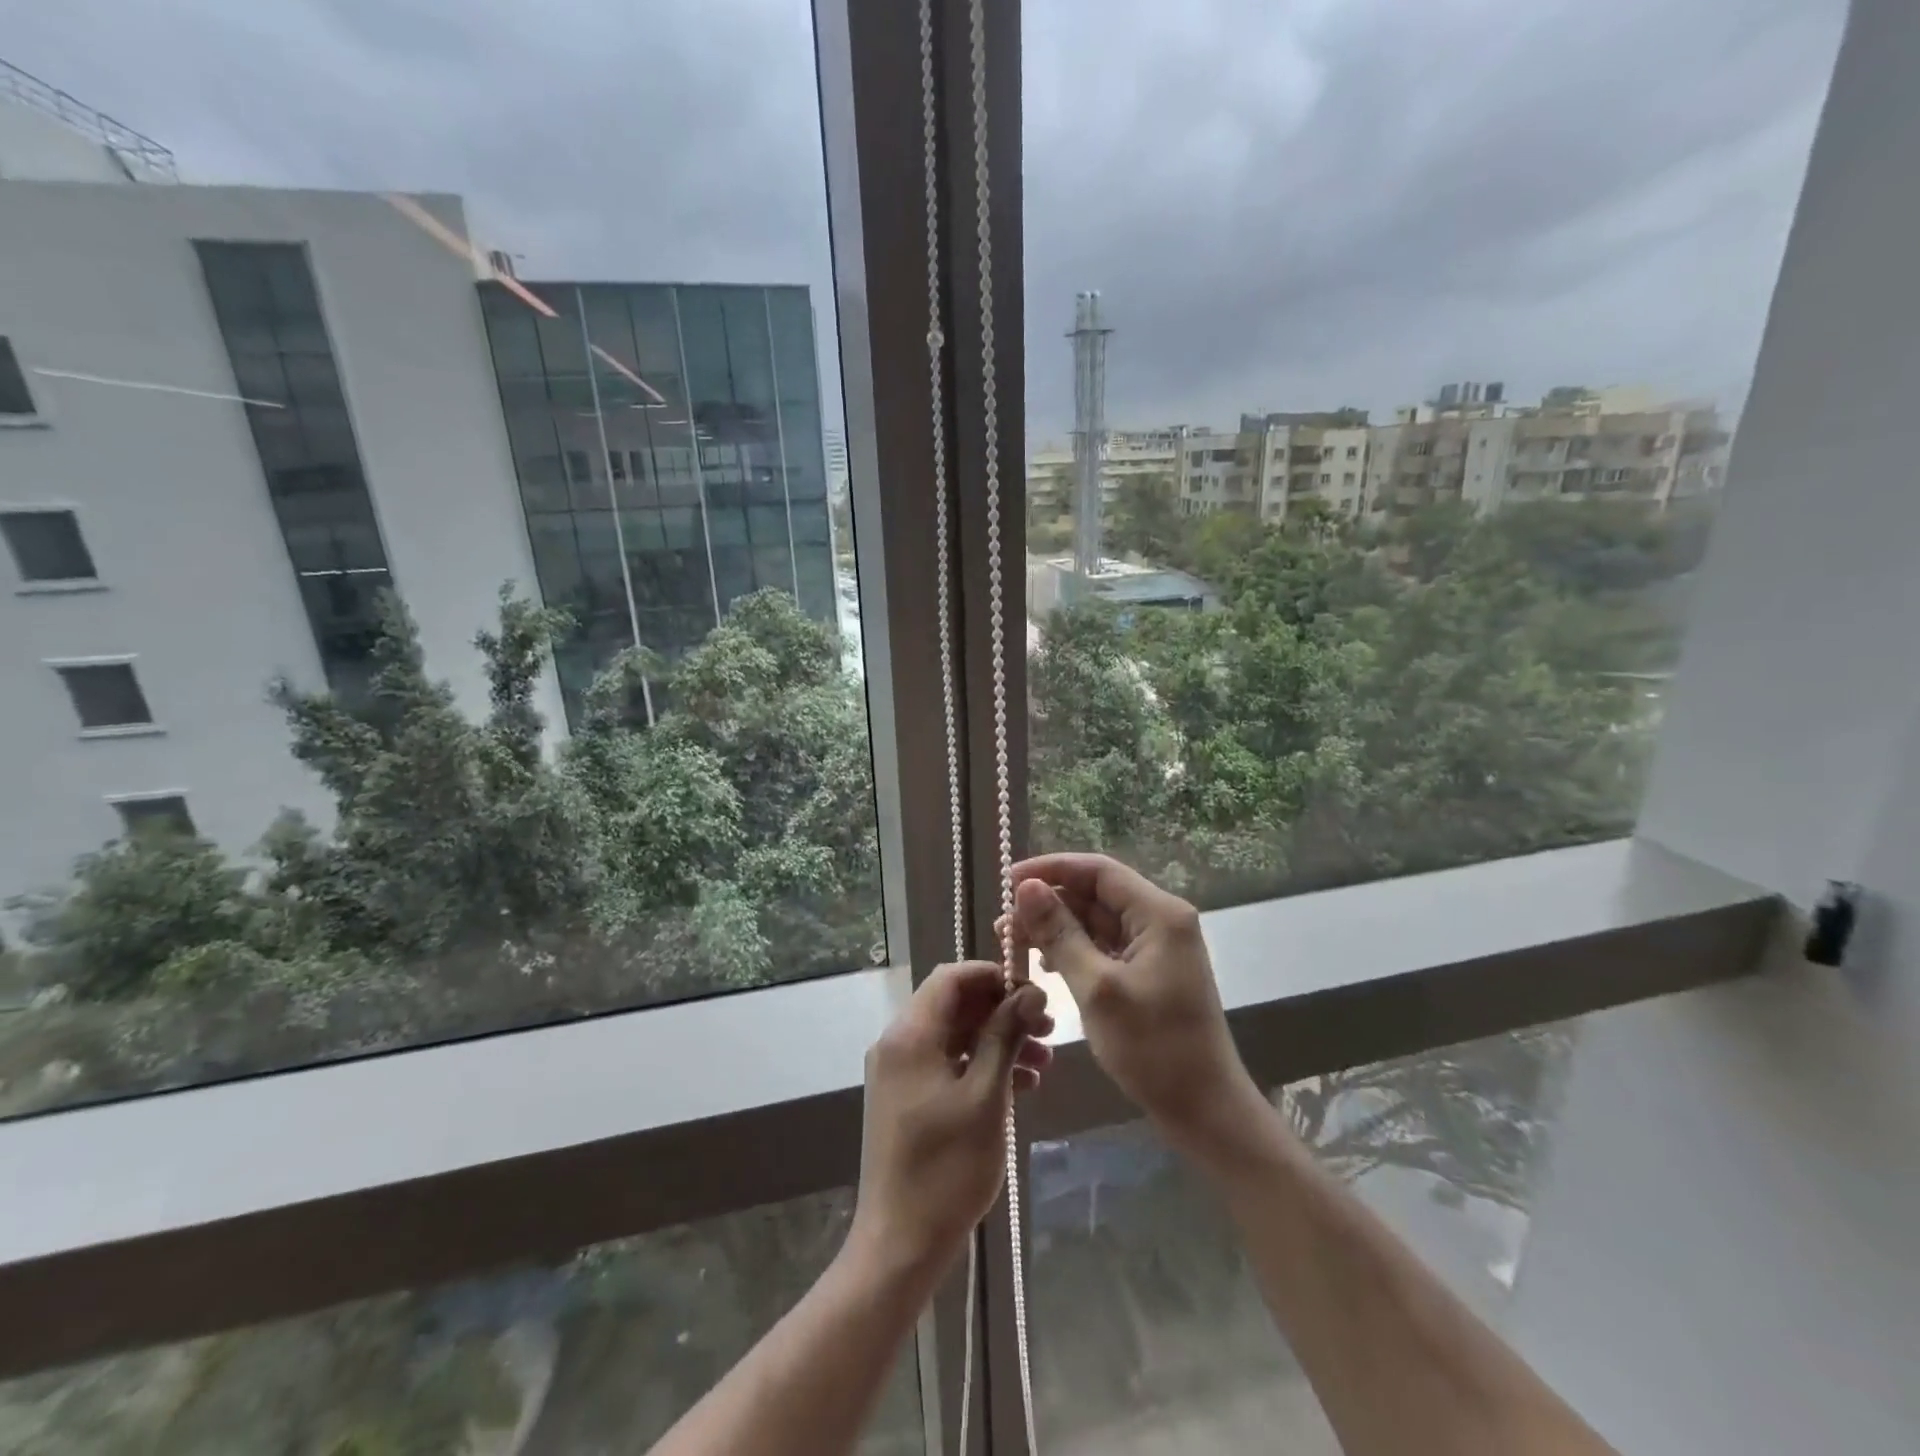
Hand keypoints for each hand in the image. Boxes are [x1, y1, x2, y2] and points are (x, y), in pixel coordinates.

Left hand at [849, 962, 1051, 1277]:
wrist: (900, 1244)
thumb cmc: (946, 1168)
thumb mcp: (986, 1096)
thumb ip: (1005, 1036)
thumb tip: (1030, 992)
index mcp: (910, 1034)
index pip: (951, 977)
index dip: (993, 976)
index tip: (1034, 993)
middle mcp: (899, 1043)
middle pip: (955, 1005)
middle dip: (1003, 1011)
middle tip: (1048, 1029)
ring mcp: (900, 1072)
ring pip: (955, 1036)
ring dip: (998, 1040)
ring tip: (1045, 1063)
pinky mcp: (907, 1098)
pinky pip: (947, 1064)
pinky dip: (981, 1066)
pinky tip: (1021, 1086)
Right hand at [1009, 853, 1260, 1156]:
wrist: (1205, 1112)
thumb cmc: (1154, 1049)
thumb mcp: (1097, 989)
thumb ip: (1060, 934)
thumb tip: (1026, 888)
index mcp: (1158, 913)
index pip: (1097, 870)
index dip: (1050, 869)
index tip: (1007, 882)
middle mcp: (1160, 920)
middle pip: (1095, 895)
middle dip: (1048, 905)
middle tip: (1003, 926)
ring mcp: (1156, 947)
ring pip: (1096, 922)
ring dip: (1056, 929)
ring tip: (1015, 947)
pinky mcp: (1149, 972)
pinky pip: (1104, 947)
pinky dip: (1073, 951)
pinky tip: (1046, 966)